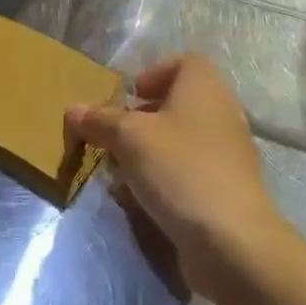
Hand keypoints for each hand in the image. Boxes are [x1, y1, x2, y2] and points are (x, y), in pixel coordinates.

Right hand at [67, 55, 285, 297]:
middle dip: (142, 120)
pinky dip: (165, 182)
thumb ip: (100, 121)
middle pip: (178, 104)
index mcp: (204, 86)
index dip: (155, 73)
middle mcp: (221, 112)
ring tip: (120, 174)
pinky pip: (190, 174)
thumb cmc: (180, 169)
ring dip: (149, 155)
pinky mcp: (227, 191)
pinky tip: (141, 203)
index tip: (130, 96)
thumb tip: (73, 109)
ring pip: (181, 142)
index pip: (184, 62)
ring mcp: (228, 154)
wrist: (232, 241)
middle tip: (115, 137)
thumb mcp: (129, 138)